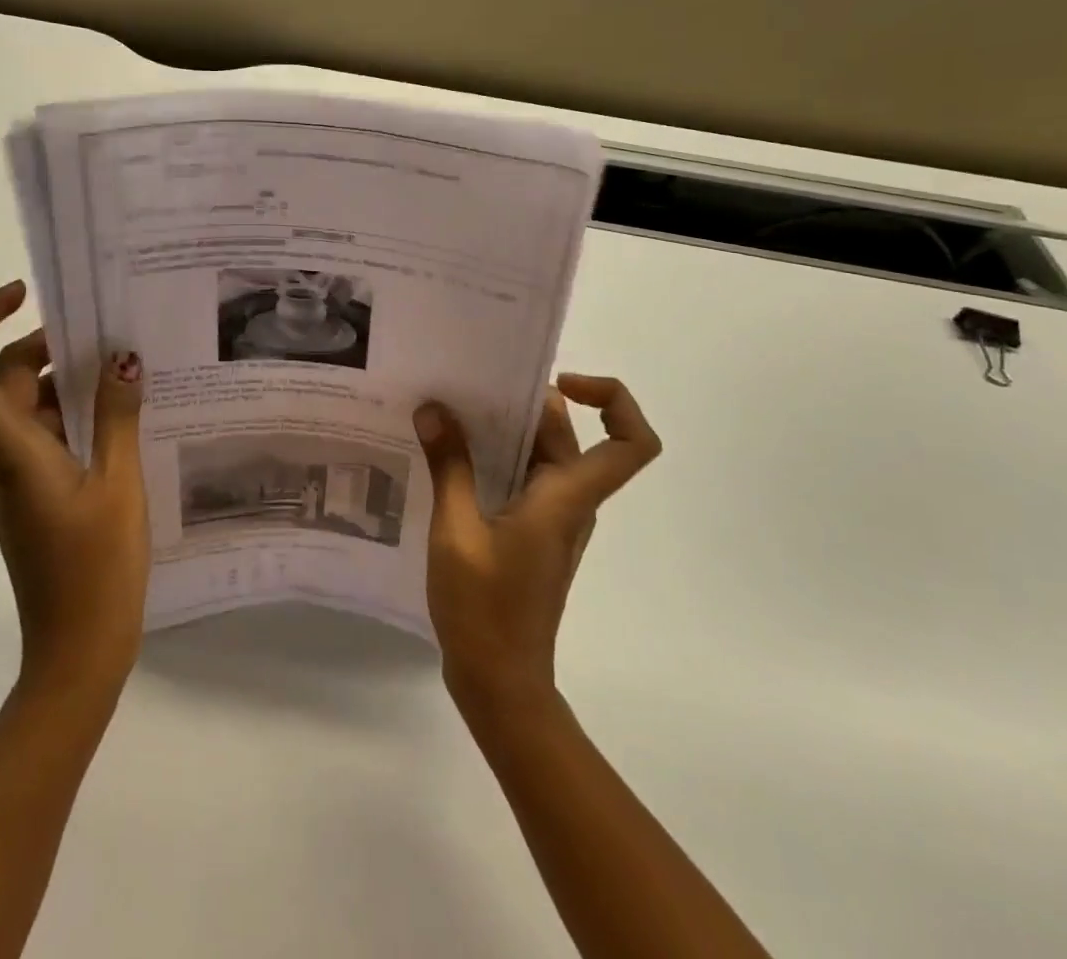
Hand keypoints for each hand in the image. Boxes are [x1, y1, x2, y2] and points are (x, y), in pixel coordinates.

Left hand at [0, 280, 147, 699]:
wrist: (77, 652)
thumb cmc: (97, 568)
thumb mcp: (119, 482)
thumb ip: (117, 416)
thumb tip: (122, 357)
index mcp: (11, 450)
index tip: (23, 294)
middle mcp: (2, 457)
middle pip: (7, 379)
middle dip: (52, 344)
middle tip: (110, 330)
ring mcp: (18, 477)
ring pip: (32, 407)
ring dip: (73, 381)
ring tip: (132, 369)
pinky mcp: (37, 494)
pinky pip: (50, 435)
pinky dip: (80, 414)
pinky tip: (127, 416)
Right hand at [414, 376, 660, 709]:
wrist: (500, 684)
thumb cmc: (484, 610)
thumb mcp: (456, 532)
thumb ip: (449, 466)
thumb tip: (435, 409)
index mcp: (567, 497)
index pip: (631, 442)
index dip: (613, 400)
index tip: (560, 382)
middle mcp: (571, 501)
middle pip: (569, 433)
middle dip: (527, 400)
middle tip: (471, 384)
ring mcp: (553, 517)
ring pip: (543, 452)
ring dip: (506, 427)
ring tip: (451, 410)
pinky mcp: (533, 531)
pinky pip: (524, 476)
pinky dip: (495, 455)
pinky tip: (449, 455)